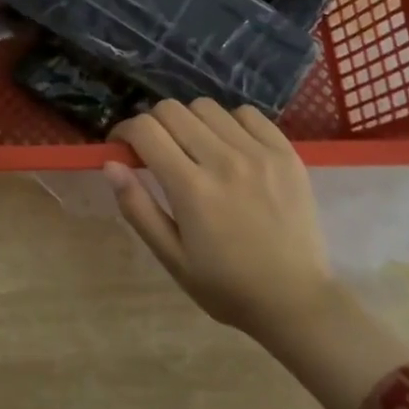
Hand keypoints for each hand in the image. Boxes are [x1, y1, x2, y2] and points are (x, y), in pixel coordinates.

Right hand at [104, 99, 333, 339]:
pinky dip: (229, 122)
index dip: (124, 131)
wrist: (297, 301)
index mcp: (191, 188)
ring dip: (190, 121)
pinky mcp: (286, 153)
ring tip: (195, 148)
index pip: (145, 130)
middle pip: (171, 110)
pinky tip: (230, 147)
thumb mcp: (172, 258)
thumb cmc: (227, 286)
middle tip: (156, 150)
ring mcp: (258, 153)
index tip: (122, 146)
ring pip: (206, 107)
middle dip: (153, 124)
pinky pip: (248, 114)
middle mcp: (223, 160)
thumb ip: (138, 207)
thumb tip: (111, 164)